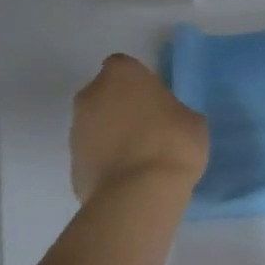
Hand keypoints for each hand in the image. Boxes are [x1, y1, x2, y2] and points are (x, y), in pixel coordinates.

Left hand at [70, 54, 209, 204]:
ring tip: (138, 159)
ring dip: (111, 134)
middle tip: (148, 129)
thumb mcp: (192, 120)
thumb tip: (166, 120)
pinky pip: (92, 155)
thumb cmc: (172, 144)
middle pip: (105, 94)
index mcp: (121, 74)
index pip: (126, 68)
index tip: (156, 102)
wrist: (138, 196)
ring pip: (96, 124)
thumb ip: (173, 111)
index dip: (140, 84)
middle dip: (121, 107)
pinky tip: (127, 179)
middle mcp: (91, 94)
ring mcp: (77, 129)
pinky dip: (105, 162)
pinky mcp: (72, 163)